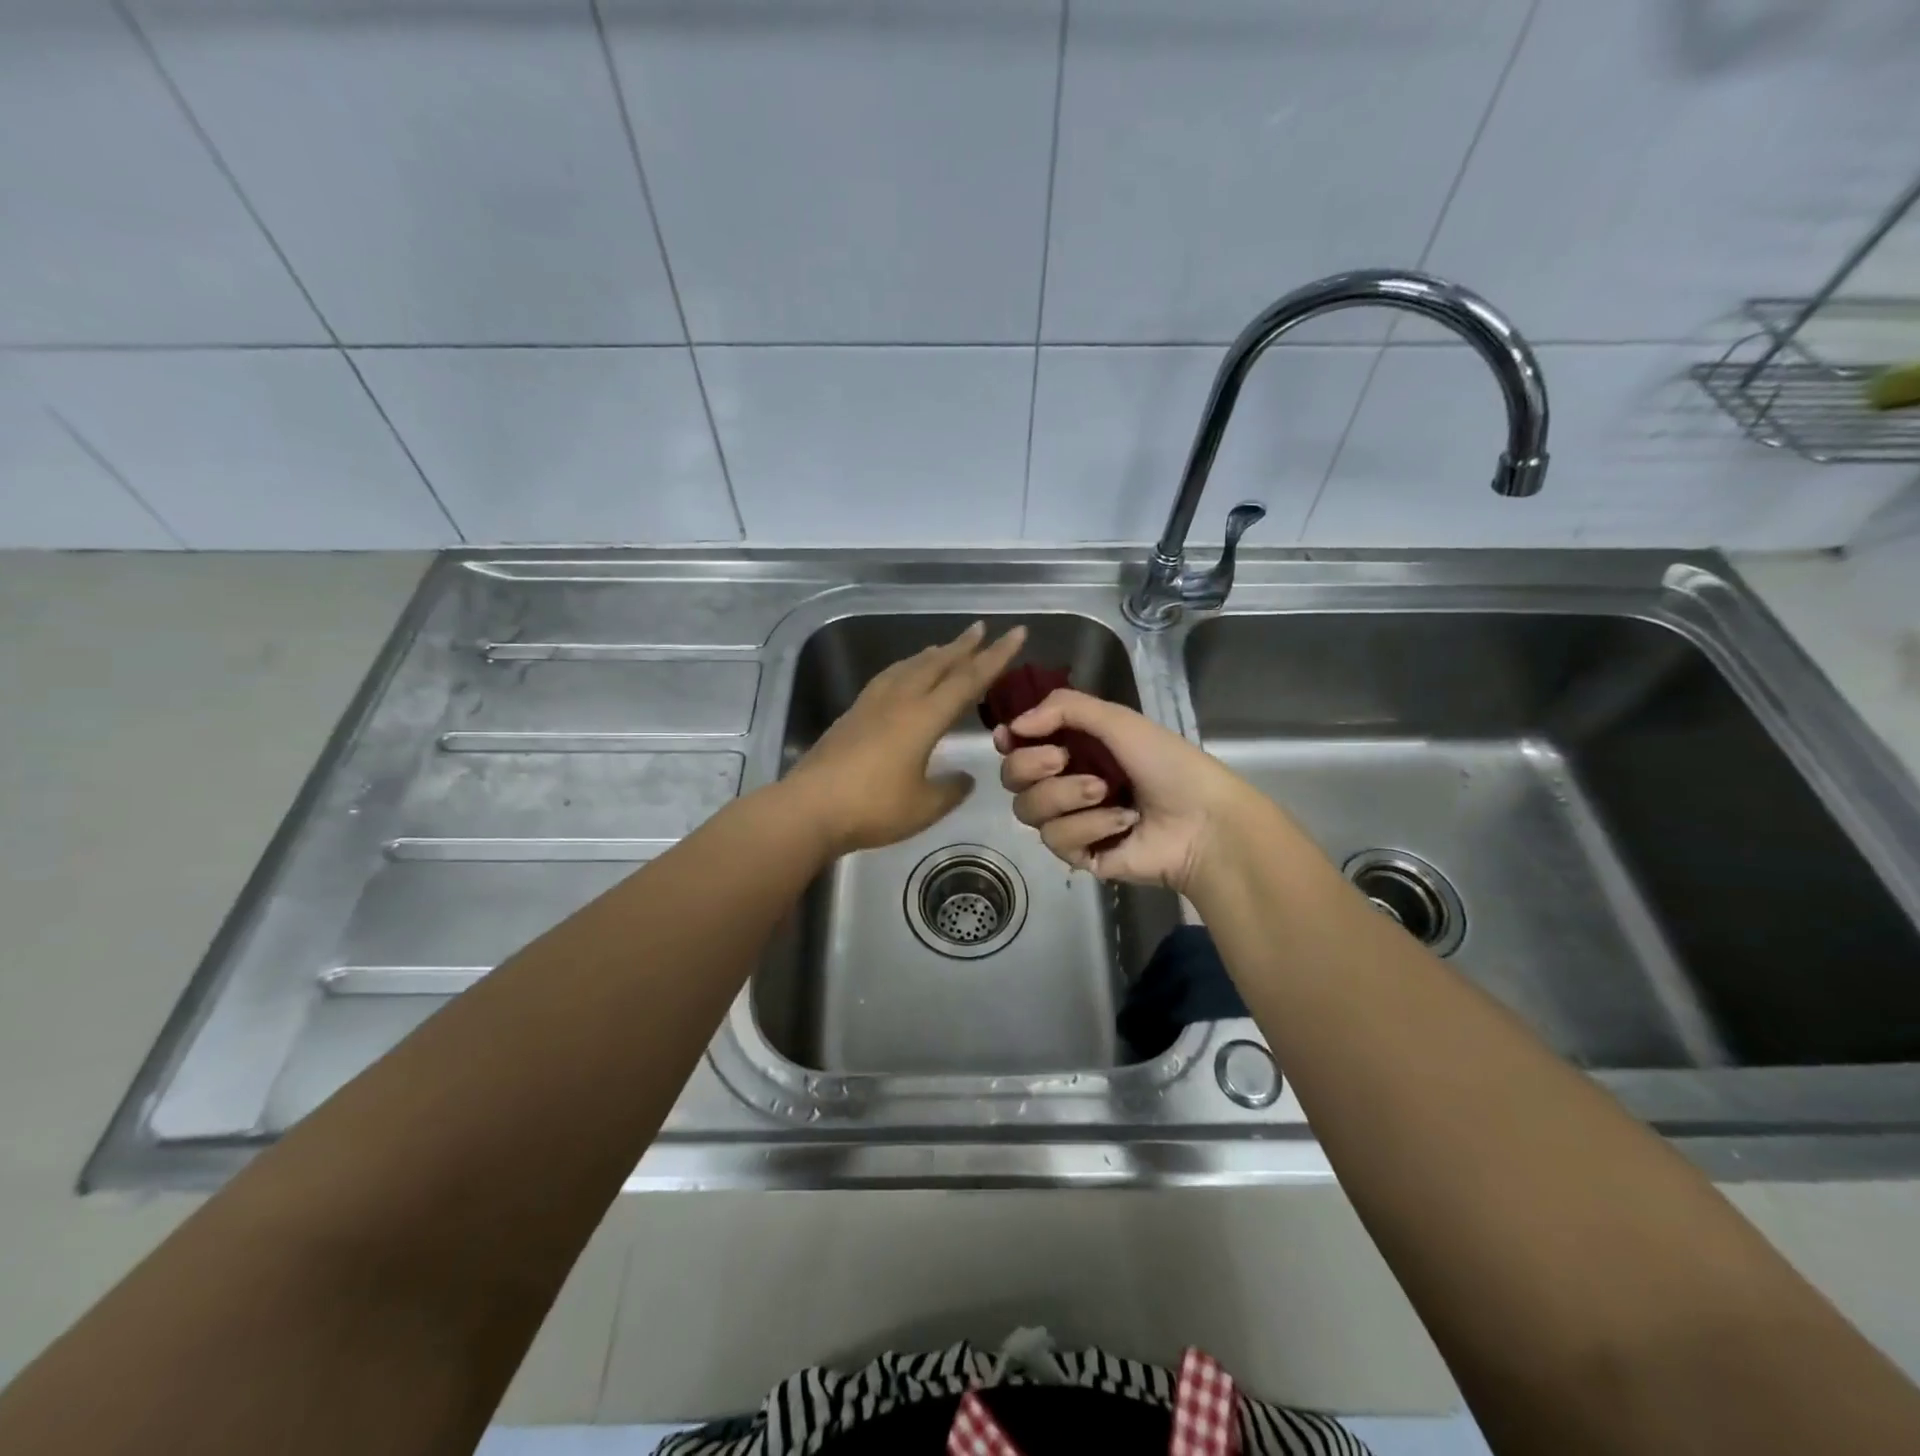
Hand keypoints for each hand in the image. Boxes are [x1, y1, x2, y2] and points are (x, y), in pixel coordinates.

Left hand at [785, 621, 1026, 856]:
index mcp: (923, 717)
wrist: (809, 808)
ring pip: (908, 668)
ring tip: (943, 648)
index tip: (1015, 634)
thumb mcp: (924, 806)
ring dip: (931, 655)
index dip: (995, 657)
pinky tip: (901, 677)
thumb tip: (965, 778)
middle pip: (936, 664)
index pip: (968, 680)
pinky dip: (905, 669)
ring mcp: (871, 706)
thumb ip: (950, 790)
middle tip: (981, 628)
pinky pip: (887, 679)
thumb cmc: (872, 808)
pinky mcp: (852, 716)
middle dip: (962, 646)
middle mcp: (899, 701)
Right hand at [994, 689, 1247, 892]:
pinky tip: (1122, 822)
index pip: (1020, 744)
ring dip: (1065, 796)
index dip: (1009, 740)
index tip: (1009, 737)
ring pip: (1028, 809)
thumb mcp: (1119, 720)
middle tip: (1062, 759)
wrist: (1202, 821)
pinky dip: (1089, 826)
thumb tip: (1013, 726)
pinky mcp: (1079, 855)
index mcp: (1074, 747)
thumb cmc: (1167, 763)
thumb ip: (1064, 708)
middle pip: (1013, 777)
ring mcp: (1070, 820)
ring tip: (1105, 792)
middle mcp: (1064, 781)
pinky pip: (1057, 838)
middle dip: (1031, 765)